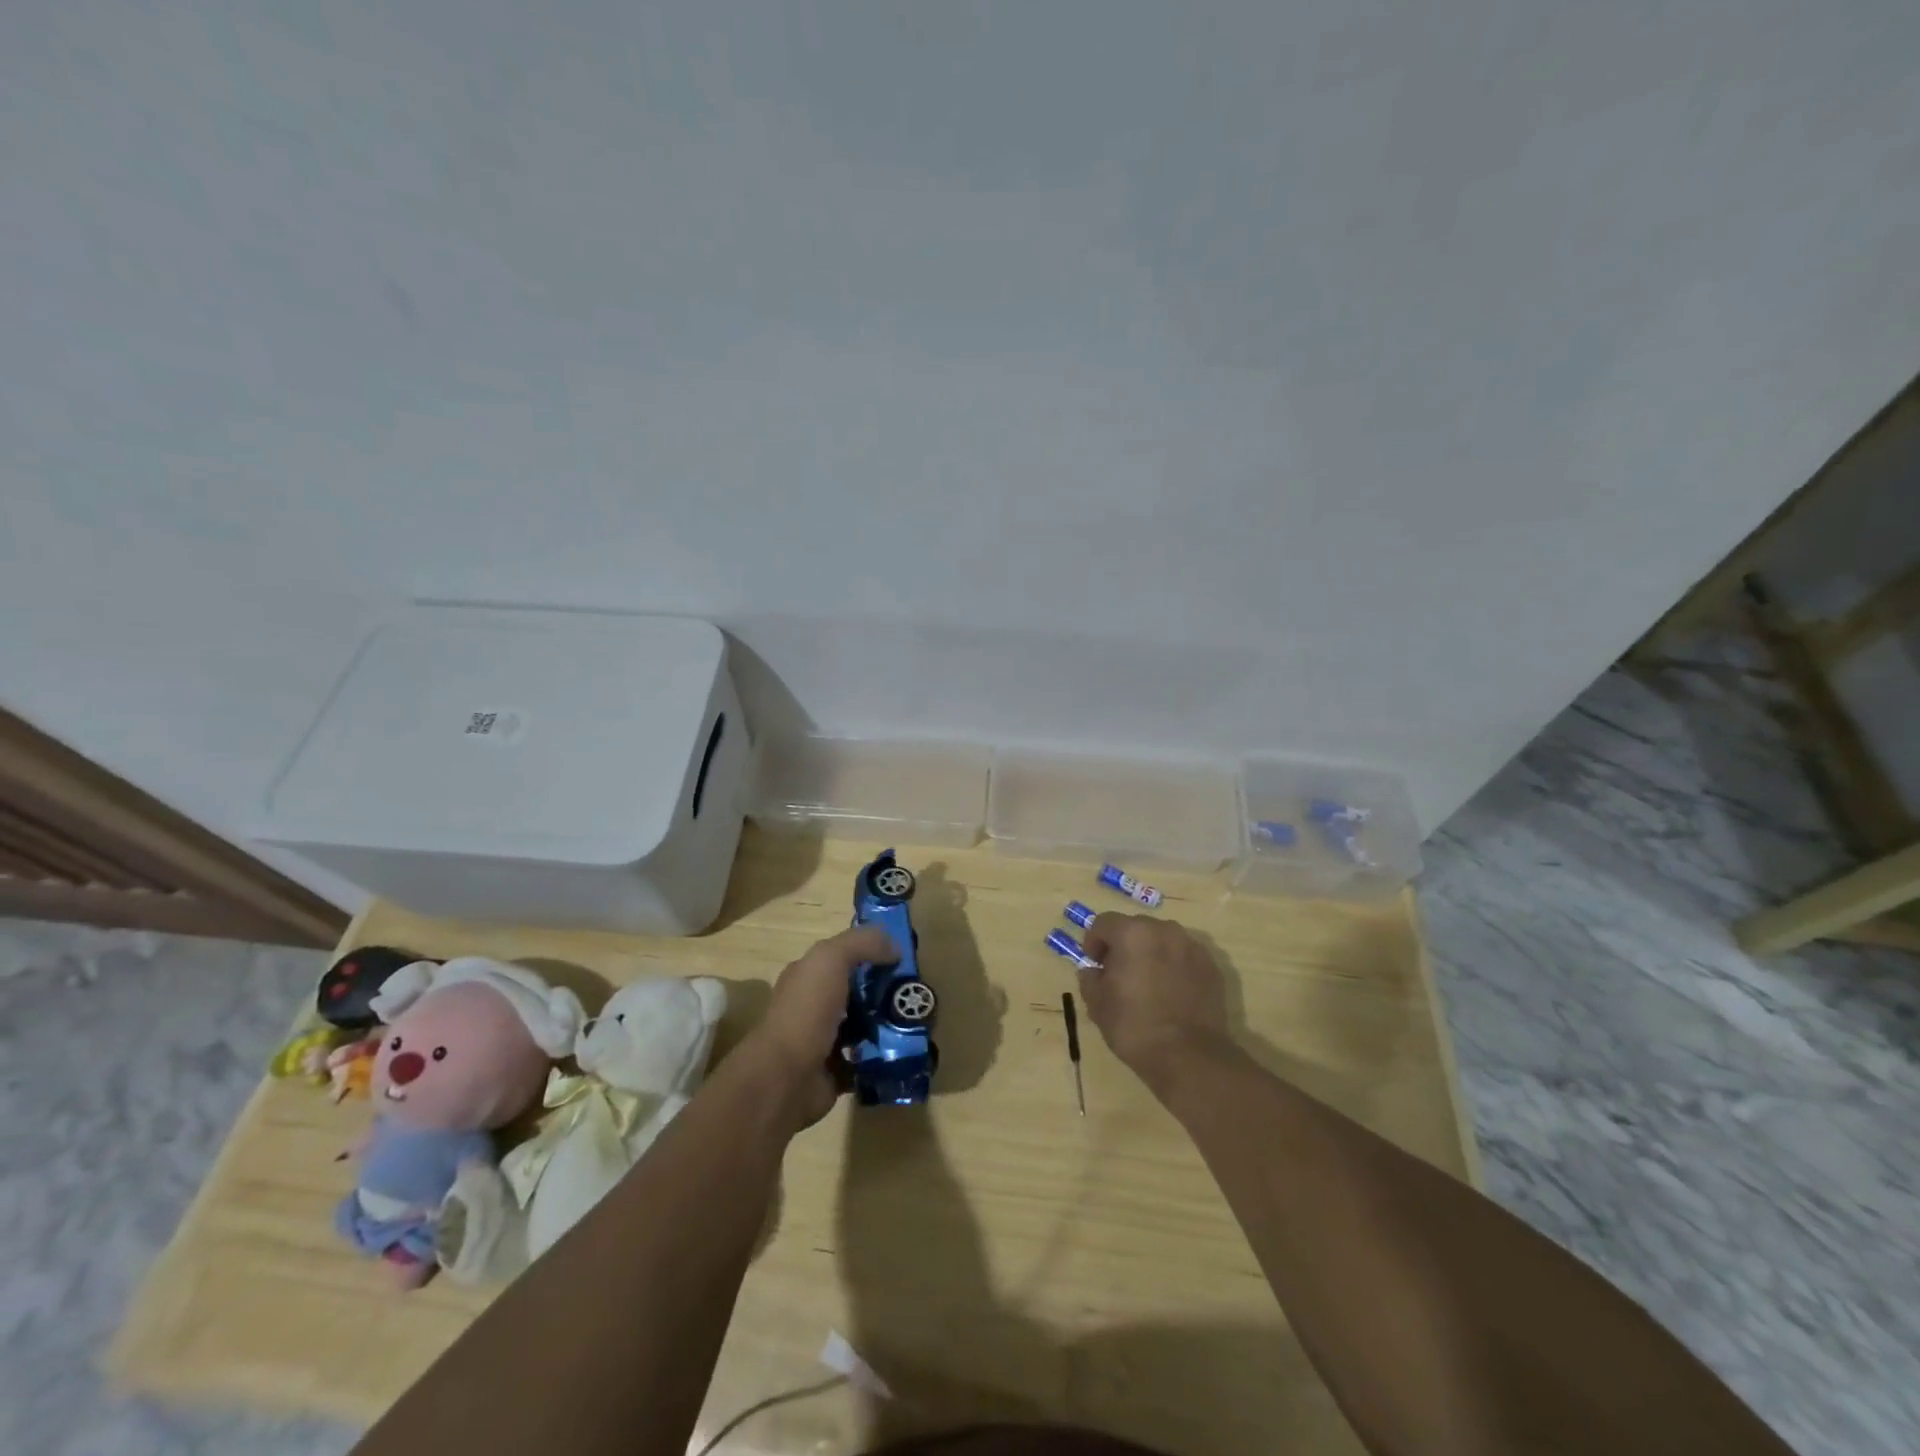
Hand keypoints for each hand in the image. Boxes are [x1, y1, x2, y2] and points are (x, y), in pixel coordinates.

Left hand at [744, 926, 896, 1127]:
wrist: (786, 1078)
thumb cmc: (806, 1011)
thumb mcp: (831, 958)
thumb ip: (862, 943)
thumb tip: (895, 948)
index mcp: (807, 977)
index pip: (842, 958)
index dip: (871, 954)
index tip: (902, 959)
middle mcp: (813, 1007)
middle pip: (856, 993)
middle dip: (884, 992)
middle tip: (914, 994)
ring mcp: (823, 1041)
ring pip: (863, 1027)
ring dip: (887, 1025)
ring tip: (914, 1022)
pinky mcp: (835, 1073)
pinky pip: (865, 1060)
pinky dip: (882, 1057)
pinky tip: (904, 1051)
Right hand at [1079, 913, 1233, 1091]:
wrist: (1189, 1056)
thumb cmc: (1134, 1026)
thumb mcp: (1098, 1004)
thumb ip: (1090, 979)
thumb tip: (1092, 971)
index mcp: (1133, 933)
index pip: (1104, 923)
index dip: (1094, 942)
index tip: (1095, 965)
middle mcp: (1164, 930)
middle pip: (1136, 927)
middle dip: (1124, 945)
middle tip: (1119, 974)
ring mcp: (1192, 947)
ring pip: (1163, 941)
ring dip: (1151, 954)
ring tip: (1148, 984)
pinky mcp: (1212, 967)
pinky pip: (1184, 957)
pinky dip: (1174, 967)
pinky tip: (1171, 994)